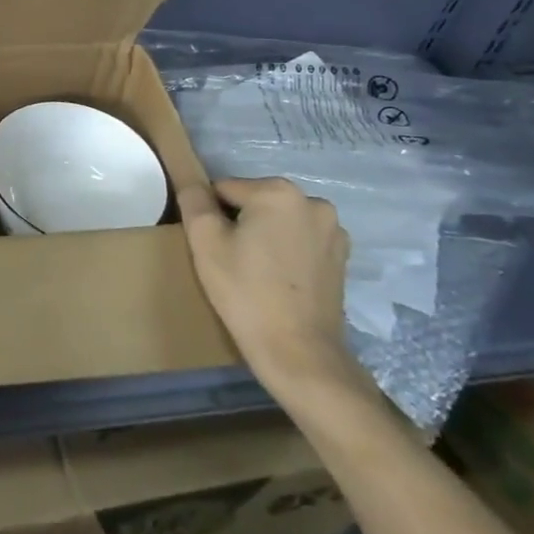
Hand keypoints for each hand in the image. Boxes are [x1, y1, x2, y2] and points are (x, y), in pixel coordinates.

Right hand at [179, 177, 372, 410]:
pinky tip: (278, 280)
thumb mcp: (205, 242)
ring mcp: (333, 230)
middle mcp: (312, 202)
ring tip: (255, 272)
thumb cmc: (246, 292)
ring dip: (264, 236)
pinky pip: (299, 240)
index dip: (211, 216)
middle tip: (231, 261)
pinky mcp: (342, 257)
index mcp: (278, 192)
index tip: (213, 247)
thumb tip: (191, 180)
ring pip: (278, 221)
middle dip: (239, 223)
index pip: (224, 189)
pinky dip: (285, 251)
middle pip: (254, 202)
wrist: (299, 353)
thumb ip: (194, 200)